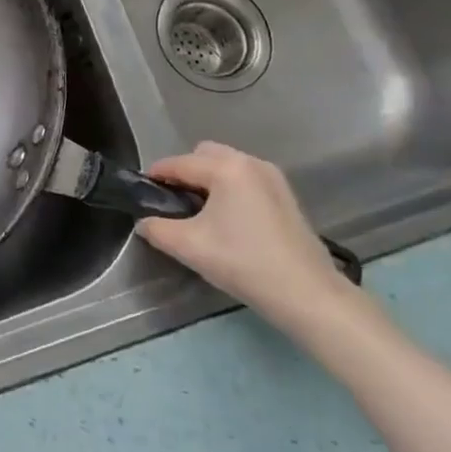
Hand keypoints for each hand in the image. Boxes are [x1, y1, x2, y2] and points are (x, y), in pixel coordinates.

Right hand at [136, 142, 348, 324]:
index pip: (178, 163)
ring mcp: (273, 177)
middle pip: (204, 155)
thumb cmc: (244, 263)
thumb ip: (156, 229)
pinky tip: (229, 221)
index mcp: (226, 167)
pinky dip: (230, 190)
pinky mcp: (286, 196)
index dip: (155, 177)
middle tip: (175, 205)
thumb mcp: (189, 247)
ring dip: (208, 181)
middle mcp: (250, 162)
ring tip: (201, 214)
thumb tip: (144, 222)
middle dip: (184, 173)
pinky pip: (246, 179)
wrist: (309, 296)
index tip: (141, 194)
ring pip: (227, 166)